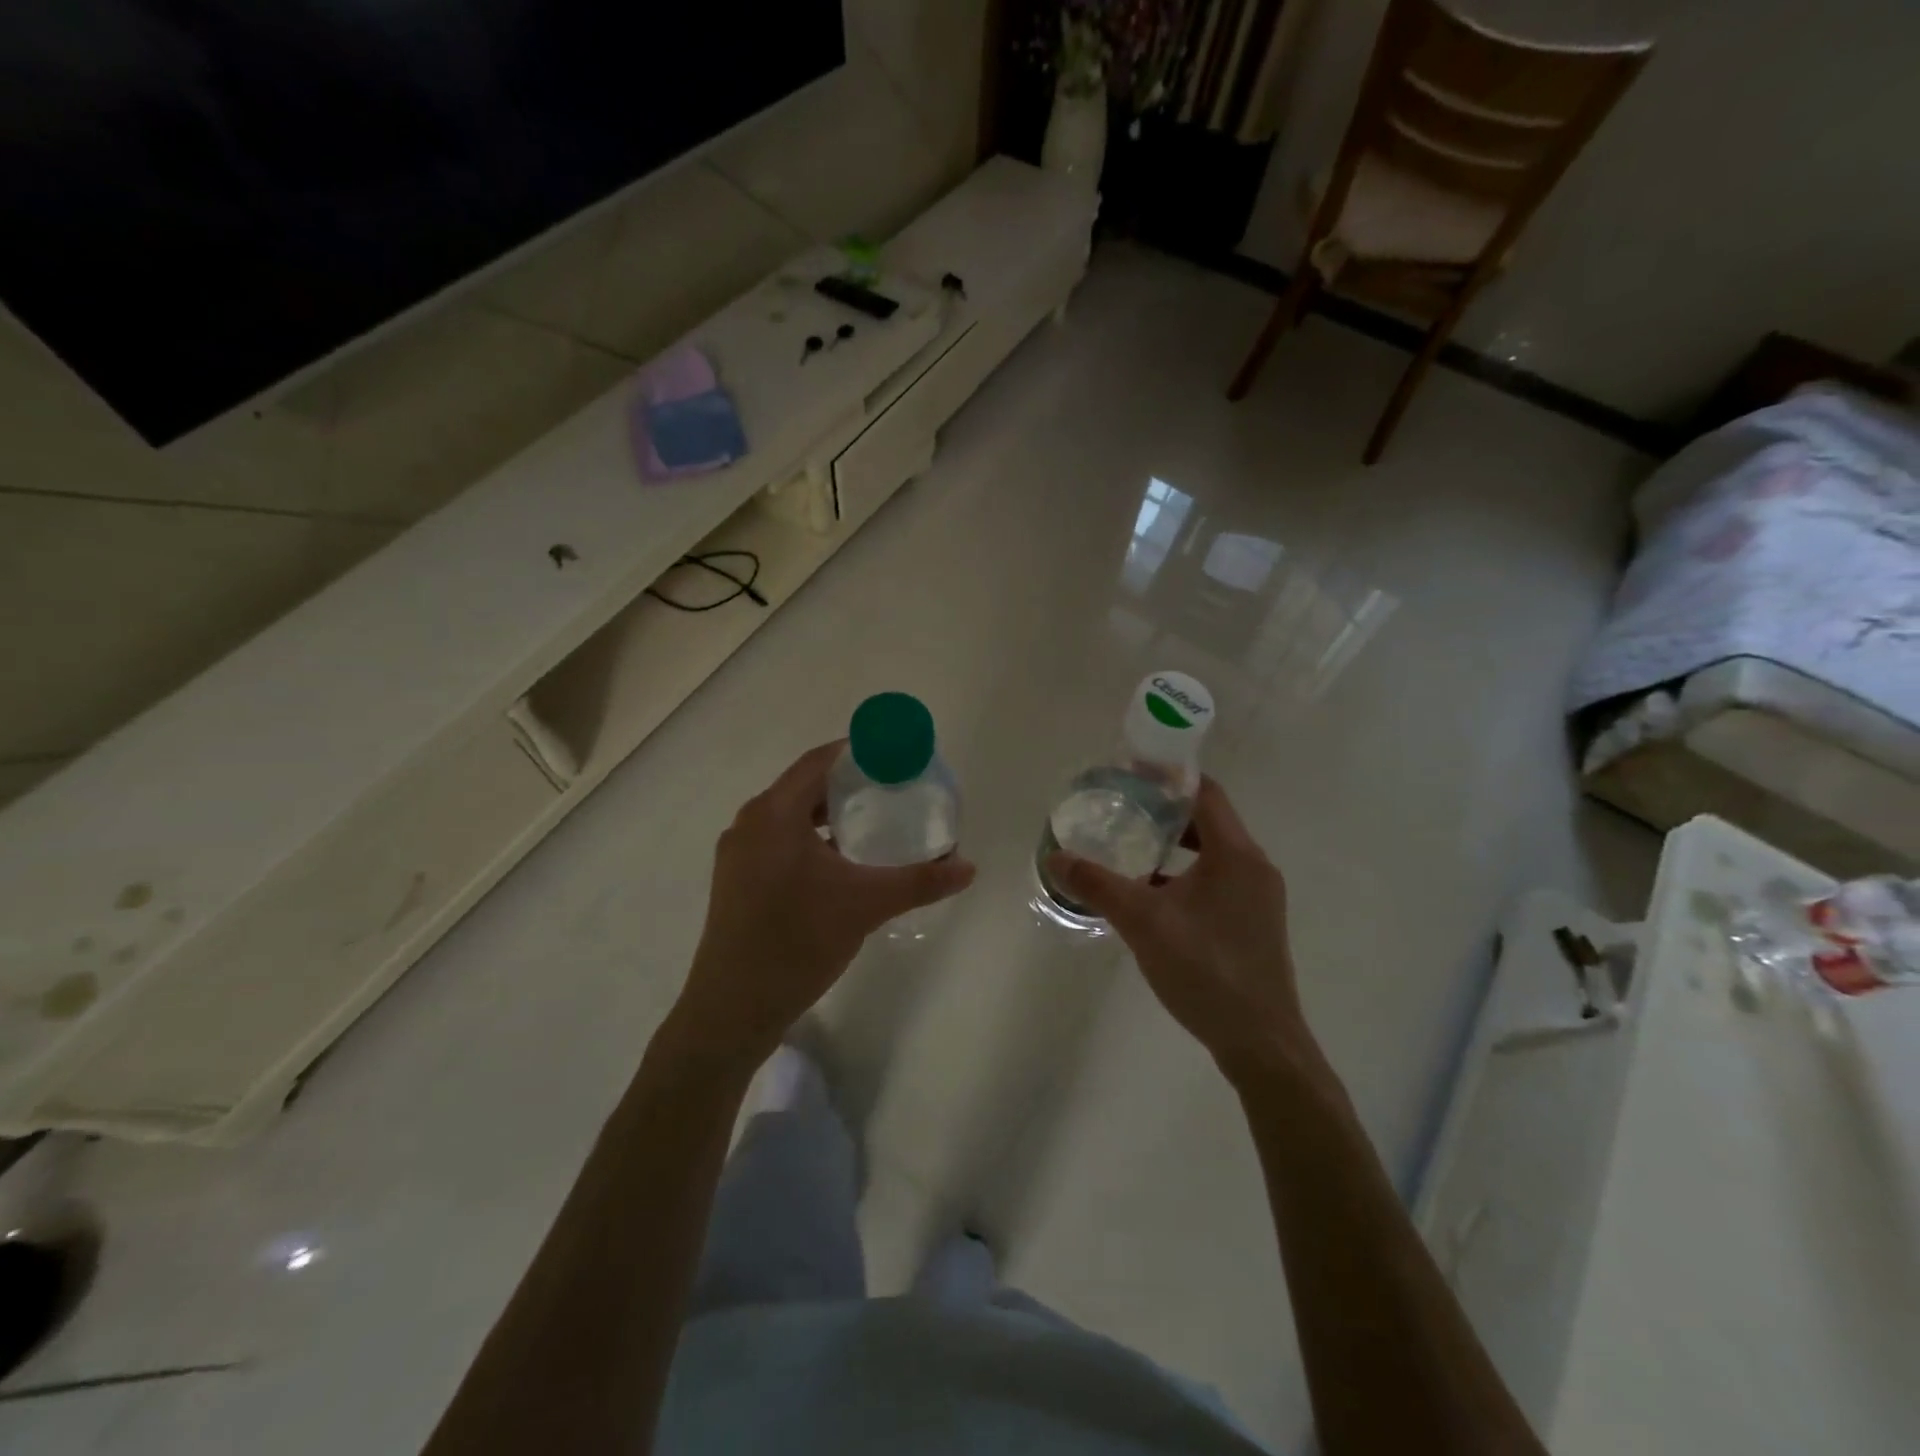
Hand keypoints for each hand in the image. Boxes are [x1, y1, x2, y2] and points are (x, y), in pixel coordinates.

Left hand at [669, 742, 975, 1063]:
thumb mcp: (866, 906)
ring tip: (873, 824)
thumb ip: (919, 881)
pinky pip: (779, 841)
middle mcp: (750, 823)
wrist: (733, 1009)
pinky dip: (811, 839)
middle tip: (893, 791)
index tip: (896, 758)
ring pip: (790, 816)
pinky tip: (839, 863)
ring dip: (829, 814)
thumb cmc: (798, 942)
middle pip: (805, 786)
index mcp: (774, 813)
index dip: (859, 752)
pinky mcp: (736, 880)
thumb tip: (968, 867)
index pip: (820, 761)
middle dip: (849, 785)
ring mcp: (738, 853)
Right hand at [1047, 777, 1311, 1080]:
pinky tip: (1152, 894)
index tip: (1130, 772)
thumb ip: (1098, 885)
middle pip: (1208, 820)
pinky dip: (1185, 874)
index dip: (1168, 777)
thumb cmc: (1205, 970)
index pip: (1205, 793)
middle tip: (1121, 808)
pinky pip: (1217, 880)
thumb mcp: (1143, 922)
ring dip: (1174, 845)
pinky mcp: (1254, 922)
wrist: (1260, 1042)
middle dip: (1164, 811)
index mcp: (1236, 854)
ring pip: (1212, 853)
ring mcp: (1258, 897)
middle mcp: (1254, 866)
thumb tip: (1055, 858)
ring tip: (1130, 846)